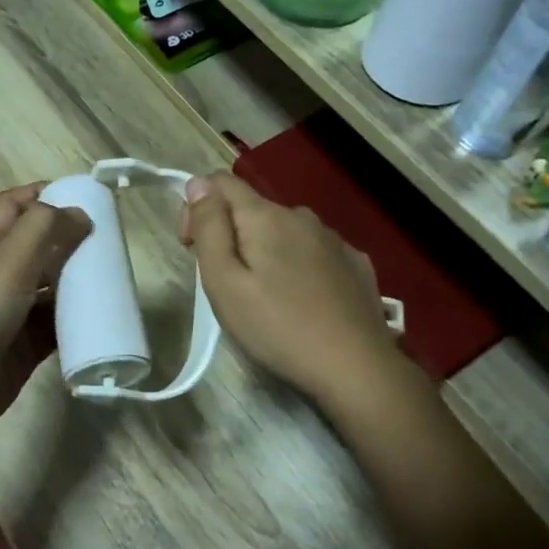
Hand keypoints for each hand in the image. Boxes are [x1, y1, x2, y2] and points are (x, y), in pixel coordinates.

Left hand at [0, 186, 91, 439]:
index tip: (86, 194)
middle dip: (72, 237)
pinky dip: (79, 320)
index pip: (15, 205)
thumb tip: (80, 213)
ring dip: (80, 280)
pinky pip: (58, 326)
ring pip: (53, 287)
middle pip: (39, 245)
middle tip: (113, 239)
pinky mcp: (26, 347)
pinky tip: (104, 318)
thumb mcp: (7, 262)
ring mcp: (13, 312)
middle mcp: (0, 273)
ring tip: (117, 276)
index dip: (44, 193)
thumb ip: (43, 230)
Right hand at [180, 173, 401, 406]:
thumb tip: (197, 183)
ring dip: (265, 251)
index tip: (193, 248)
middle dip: (230, 234)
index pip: (220, 182)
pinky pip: (314, 251)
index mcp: (265, 216)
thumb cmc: (277, 327)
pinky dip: (298, 265)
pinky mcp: (355, 263)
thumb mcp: (224, 282)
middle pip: (252, 209)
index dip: (196, 206)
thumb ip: (208, 228)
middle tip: (226, 284)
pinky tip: (302, 299)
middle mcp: (301, 216)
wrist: (355, 366)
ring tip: (265, 296)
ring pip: (284, 231)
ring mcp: (334, 239)